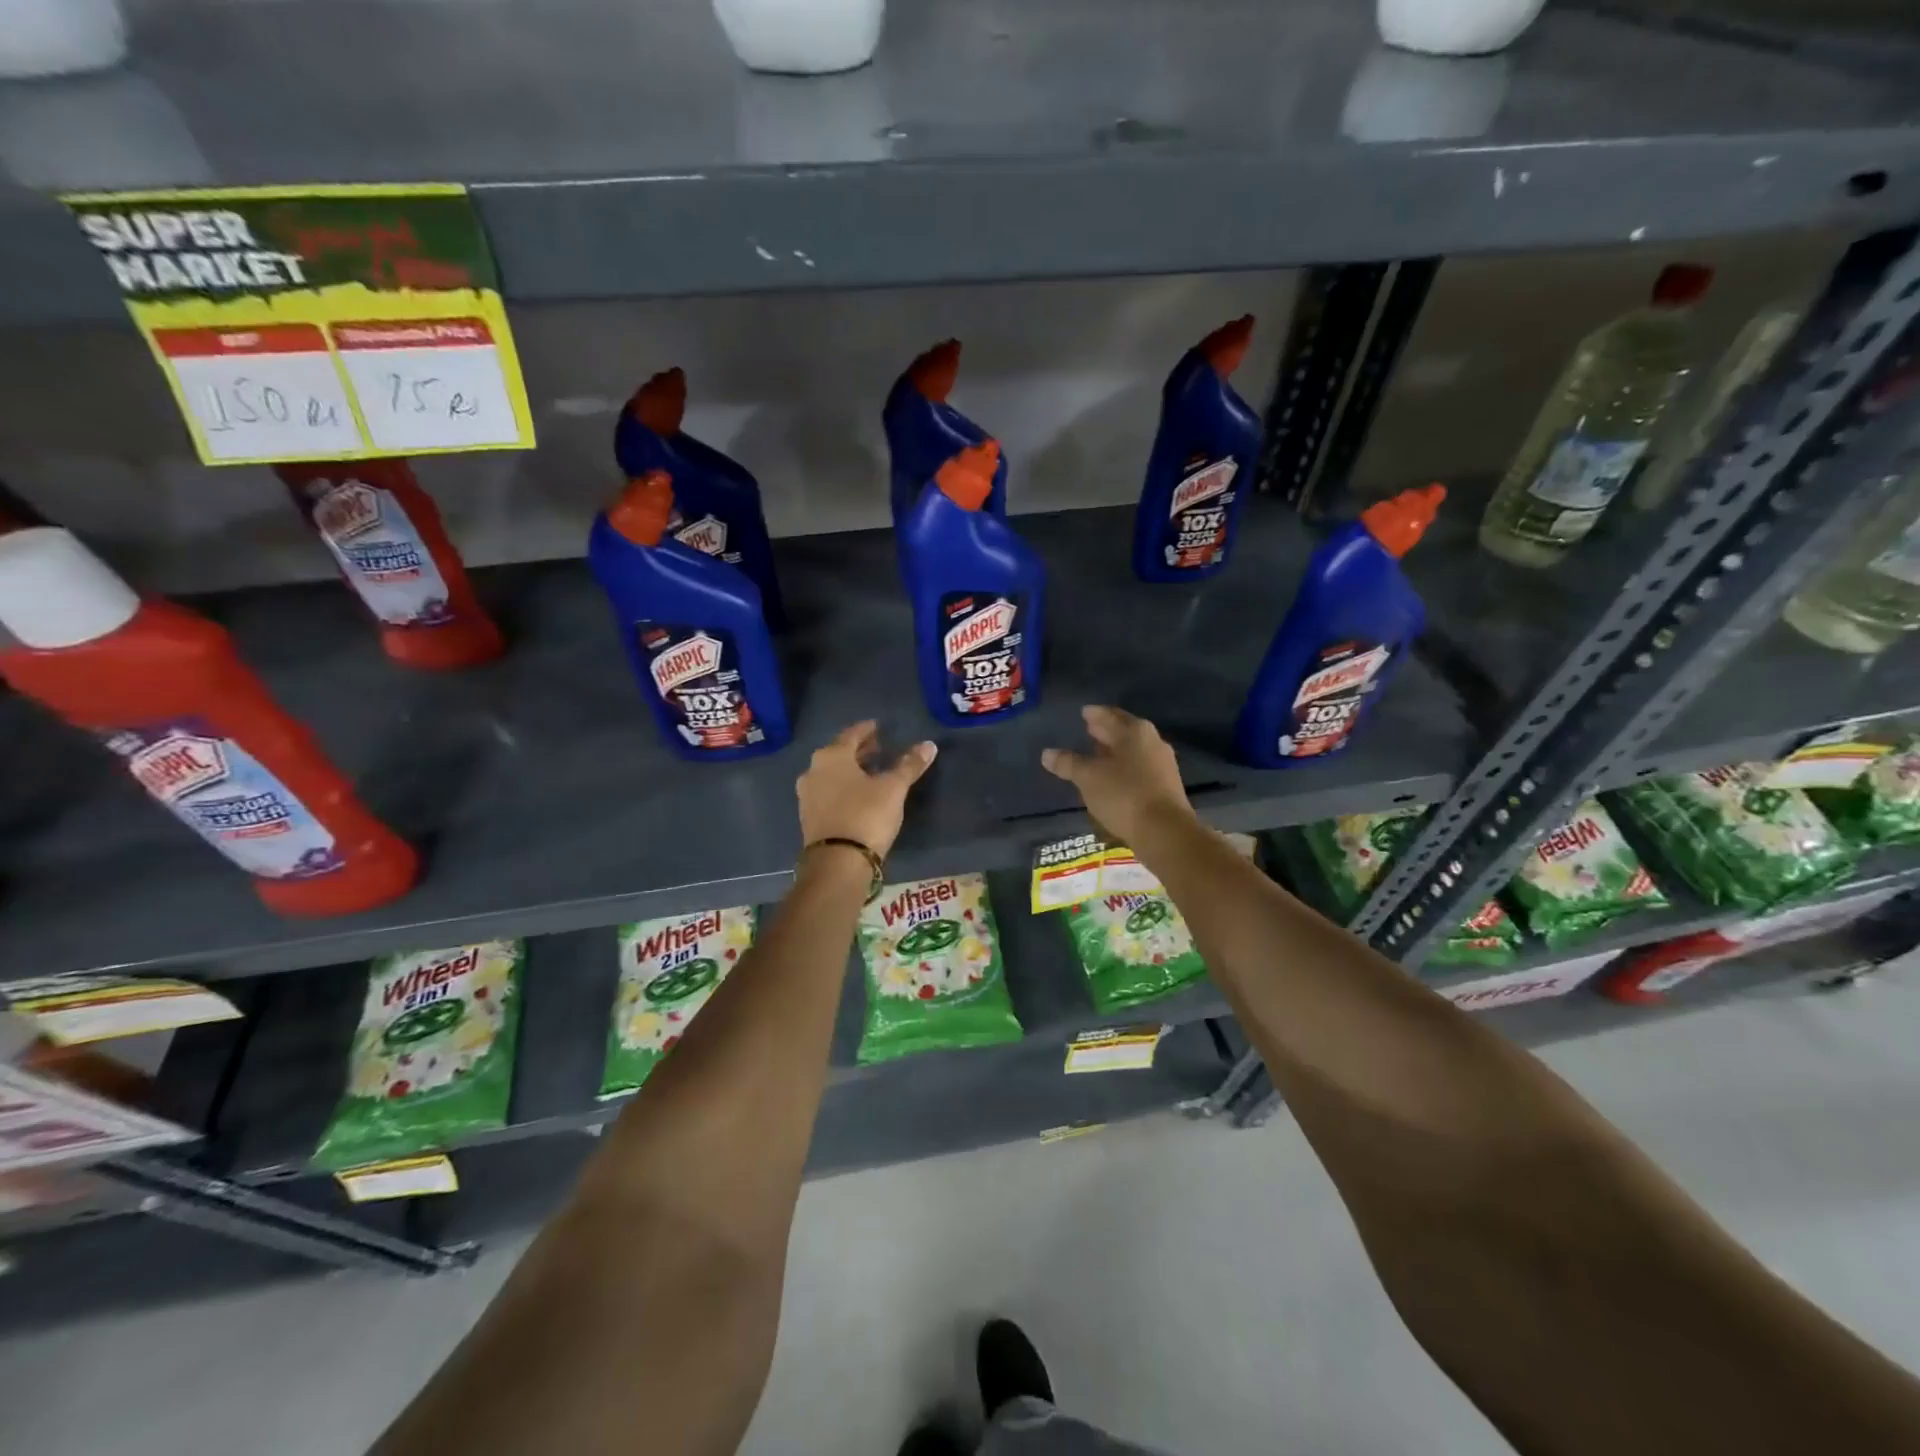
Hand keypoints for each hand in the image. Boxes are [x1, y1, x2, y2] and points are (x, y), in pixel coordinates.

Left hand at [797, 720, 936, 859]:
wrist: (837, 862)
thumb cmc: (866, 815)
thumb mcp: (893, 788)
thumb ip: (909, 765)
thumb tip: (929, 745)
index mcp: (832, 756)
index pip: (851, 735)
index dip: (866, 730)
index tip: (877, 727)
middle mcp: (813, 771)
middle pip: (839, 754)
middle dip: (858, 751)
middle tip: (877, 748)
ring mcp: (807, 795)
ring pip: (831, 774)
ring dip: (850, 770)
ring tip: (870, 772)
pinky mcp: (809, 817)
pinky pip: (827, 792)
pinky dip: (842, 788)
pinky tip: (857, 795)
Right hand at [1041, 705, 1195, 848]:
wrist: (1165, 831)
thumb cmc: (1124, 795)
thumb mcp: (1088, 778)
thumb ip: (1068, 763)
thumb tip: (1047, 753)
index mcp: (1134, 731)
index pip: (1109, 715)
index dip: (1094, 714)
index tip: (1083, 712)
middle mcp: (1152, 741)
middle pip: (1124, 731)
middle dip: (1106, 730)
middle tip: (1088, 729)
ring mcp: (1162, 763)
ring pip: (1133, 750)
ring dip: (1115, 750)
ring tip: (1096, 754)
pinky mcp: (1166, 785)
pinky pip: (1140, 768)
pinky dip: (1124, 767)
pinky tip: (1112, 777)